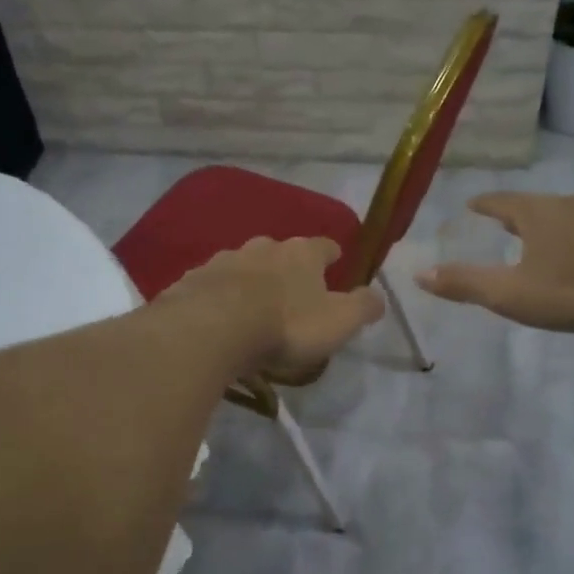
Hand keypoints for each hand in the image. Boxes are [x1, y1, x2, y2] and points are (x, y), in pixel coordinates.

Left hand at [156, 236, 384, 376]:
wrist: (212, 328)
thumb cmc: (286, 324)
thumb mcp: (338, 321)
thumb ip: (363, 307)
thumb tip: (379, 296)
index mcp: (302, 254)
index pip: (324, 246)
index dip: (332, 256)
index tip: (336, 264)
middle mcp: (263, 247)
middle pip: (281, 252)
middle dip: (287, 267)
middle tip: (292, 292)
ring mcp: (224, 260)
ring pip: (244, 265)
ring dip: (251, 280)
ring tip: (252, 306)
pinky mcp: (193, 280)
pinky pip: (212, 285)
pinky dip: (219, 295)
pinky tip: (218, 316)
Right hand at [416, 192, 573, 331]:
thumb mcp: (511, 293)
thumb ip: (466, 284)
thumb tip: (419, 273)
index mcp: (535, 214)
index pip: (501, 201)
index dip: (485, 204)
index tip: (473, 205)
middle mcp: (568, 204)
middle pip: (536, 204)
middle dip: (519, 214)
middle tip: (507, 224)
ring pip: (571, 214)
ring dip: (555, 224)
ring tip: (548, 238)